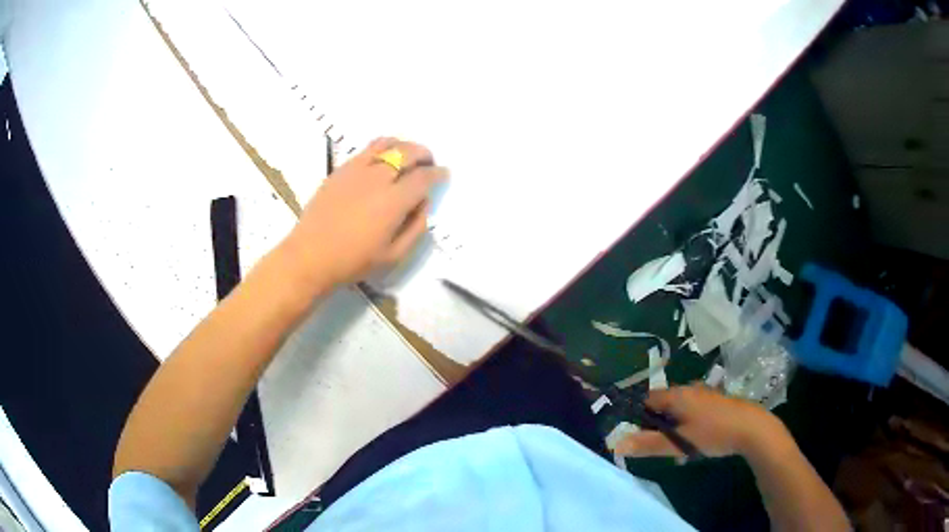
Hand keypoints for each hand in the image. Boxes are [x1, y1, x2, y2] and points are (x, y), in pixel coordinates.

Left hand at [282, 138, 447, 288]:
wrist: (310, 256)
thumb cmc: (353, 261)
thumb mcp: (393, 255)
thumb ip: (415, 227)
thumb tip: (423, 203)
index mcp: (394, 202)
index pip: (424, 177)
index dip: (438, 173)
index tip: (444, 174)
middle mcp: (377, 178)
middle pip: (407, 153)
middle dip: (424, 154)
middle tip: (428, 162)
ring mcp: (356, 170)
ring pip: (386, 144)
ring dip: (403, 146)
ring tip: (407, 155)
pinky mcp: (341, 170)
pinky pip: (366, 149)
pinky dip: (381, 147)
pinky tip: (382, 158)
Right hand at [614, 384, 787, 458]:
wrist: (752, 428)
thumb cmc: (713, 433)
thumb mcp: (679, 443)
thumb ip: (648, 444)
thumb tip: (616, 444)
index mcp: (677, 395)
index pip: (647, 400)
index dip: (638, 417)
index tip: (637, 436)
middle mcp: (689, 389)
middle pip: (663, 405)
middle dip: (657, 426)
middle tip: (659, 447)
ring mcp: (704, 394)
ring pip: (679, 410)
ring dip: (673, 428)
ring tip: (678, 449)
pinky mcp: (715, 402)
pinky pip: (692, 412)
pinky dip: (687, 426)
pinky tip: (695, 443)